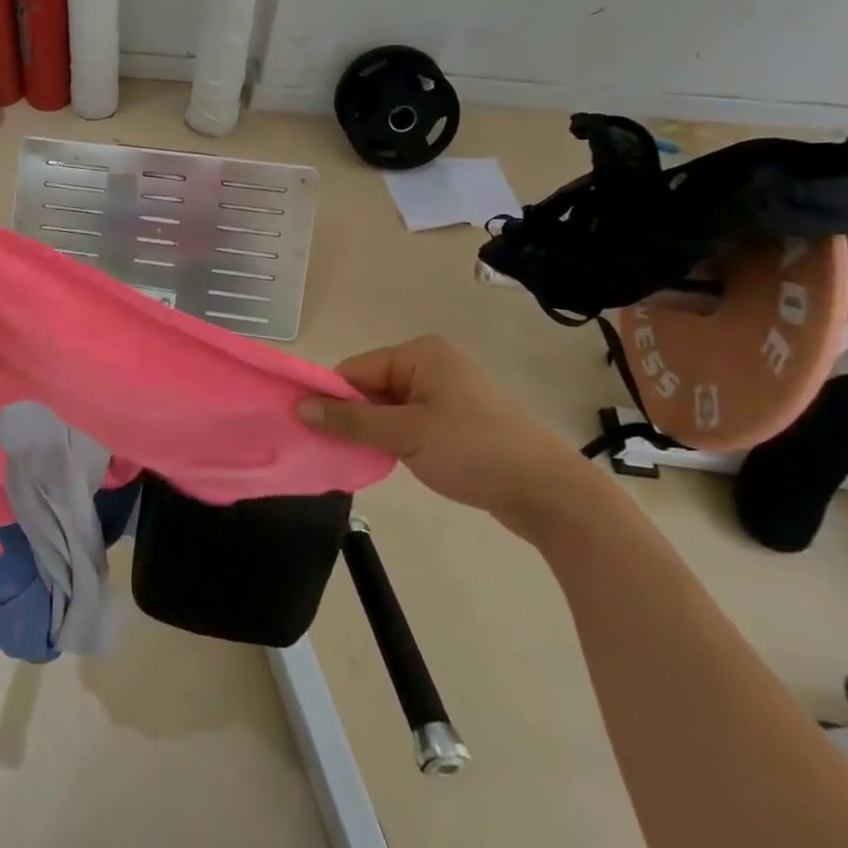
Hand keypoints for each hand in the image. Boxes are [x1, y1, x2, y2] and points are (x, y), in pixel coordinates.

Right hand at [296, 335, 594, 537]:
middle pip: (369, 388)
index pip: (355, 370)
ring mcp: (444, 393)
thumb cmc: (473, 450)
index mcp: (420, 354)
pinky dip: (392, 440)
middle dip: (352, 417)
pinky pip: (406, 423)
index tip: (313, 430)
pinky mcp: (453, 421)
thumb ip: (350, 420)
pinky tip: (387, 461)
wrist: (548, 493)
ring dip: (372, 432)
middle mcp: (430, 365)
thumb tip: (299, 406)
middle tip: (337, 450)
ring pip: (386, 409)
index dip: (332, 398)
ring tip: (363, 459)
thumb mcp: (405, 434)